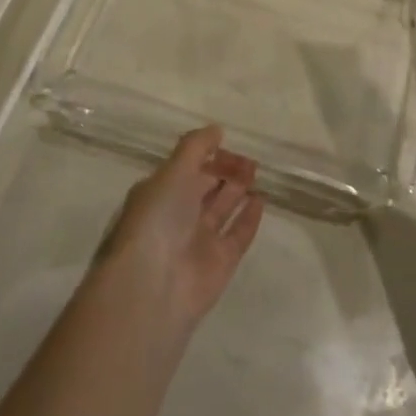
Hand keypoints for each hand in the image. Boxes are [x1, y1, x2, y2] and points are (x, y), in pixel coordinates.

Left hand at [98, 127, 263, 329]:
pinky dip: (249, 218)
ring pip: (222, 210)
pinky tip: (261, 200)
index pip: (186, 169)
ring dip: (238, 190)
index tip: (227, 143)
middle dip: (225, 171)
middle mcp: (177, 217)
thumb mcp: (172, 172)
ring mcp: (199, 241)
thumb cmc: (158, 219)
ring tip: (257, 171)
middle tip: (249, 159)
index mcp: (159, 194)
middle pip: (205, 188)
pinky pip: (238, 235)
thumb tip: (217, 129)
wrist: (154, 286)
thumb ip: (195, 147)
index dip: (206, 156)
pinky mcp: (220, 264)